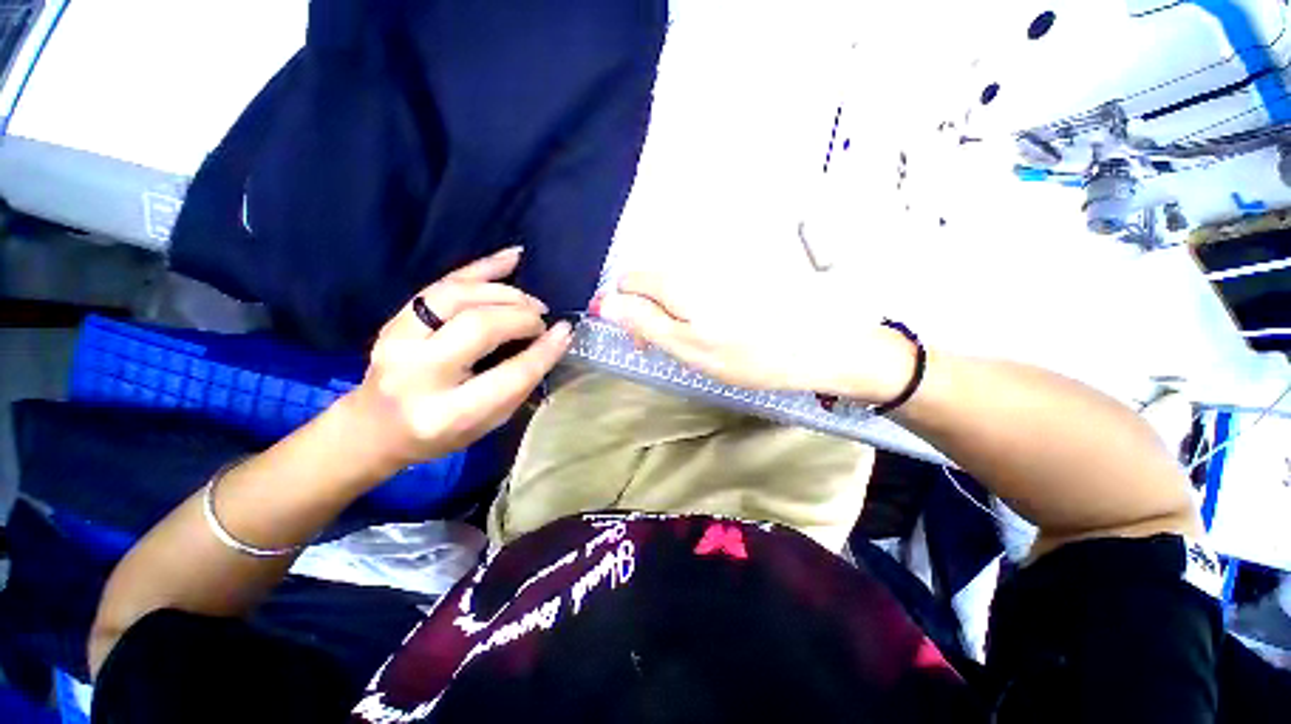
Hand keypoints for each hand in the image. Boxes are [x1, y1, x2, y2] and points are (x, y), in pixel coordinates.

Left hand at [344, 248, 572, 469]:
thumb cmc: (440, 434)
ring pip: (458, 296)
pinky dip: (482, 268)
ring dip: (505, 293)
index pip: (510, 374)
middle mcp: (419, 373)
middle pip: (480, 326)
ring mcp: (398, 341)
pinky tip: (513, 257)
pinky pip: (441, 283)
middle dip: (522, 317)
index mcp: (448, 414)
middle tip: (542, 320)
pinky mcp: (394, 320)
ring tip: (529, 301)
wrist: (375, 428)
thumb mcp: (488, 423)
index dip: (544, 350)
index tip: (565, 332)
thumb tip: (552, 340)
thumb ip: (519, 383)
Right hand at [598, 270, 916, 402]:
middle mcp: (694, 266)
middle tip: (672, 346)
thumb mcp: (688, 347)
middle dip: (649, 313)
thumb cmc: (749, 356)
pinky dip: (696, 308)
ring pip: (674, 287)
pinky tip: (718, 328)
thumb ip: (644, 322)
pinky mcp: (735, 275)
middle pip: (650, 282)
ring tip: (698, 341)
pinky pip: (698, 288)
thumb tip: (605, 303)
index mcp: (678, 283)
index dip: (625, 311)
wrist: (818, 348)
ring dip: (673, 314)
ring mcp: (717, 269)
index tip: (642, 340)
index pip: (628, 282)